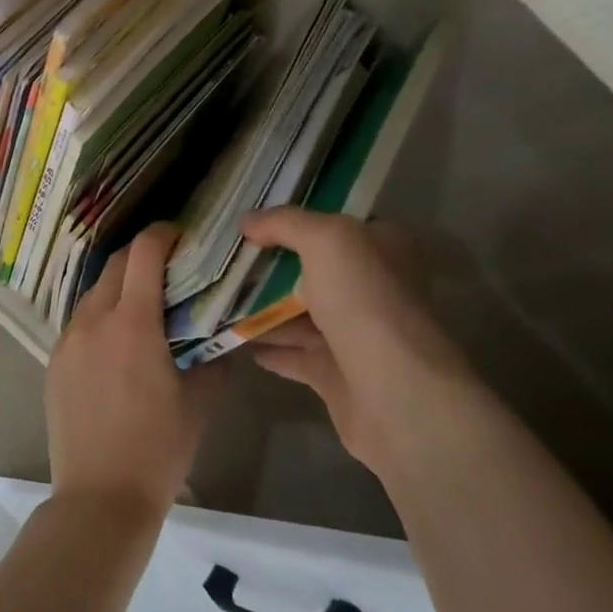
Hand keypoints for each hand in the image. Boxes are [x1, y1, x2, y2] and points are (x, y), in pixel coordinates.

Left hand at [46, 223, 229, 517]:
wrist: (99, 499)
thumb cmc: (157, 449)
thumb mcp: (198, 403)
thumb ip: (213, 360)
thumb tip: (223, 338)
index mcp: (132, 323)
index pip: (143, 253)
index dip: (162, 235)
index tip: (180, 237)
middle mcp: (94, 320)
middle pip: (115, 266)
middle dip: (142, 258)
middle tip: (168, 272)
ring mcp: (67, 340)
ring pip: (94, 294)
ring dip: (119, 289)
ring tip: (143, 310)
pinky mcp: (54, 362)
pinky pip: (79, 323)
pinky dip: (101, 318)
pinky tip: (117, 346)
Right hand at [241, 208, 473, 470]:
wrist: (394, 392)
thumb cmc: (365, 300)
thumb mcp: (325, 239)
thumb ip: (284, 223)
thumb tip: (246, 221)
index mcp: (382, 248)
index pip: (336, 223)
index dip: (296, 219)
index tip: (252, 219)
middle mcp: (372, 288)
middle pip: (313, 269)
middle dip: (271, 265)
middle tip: (226, 259)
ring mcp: (356, 333)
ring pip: (300, 313)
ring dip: (262, 307)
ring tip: (218, 297)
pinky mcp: (337, 374)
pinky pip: (294, 354)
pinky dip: (268, 346)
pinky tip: (234, 337)